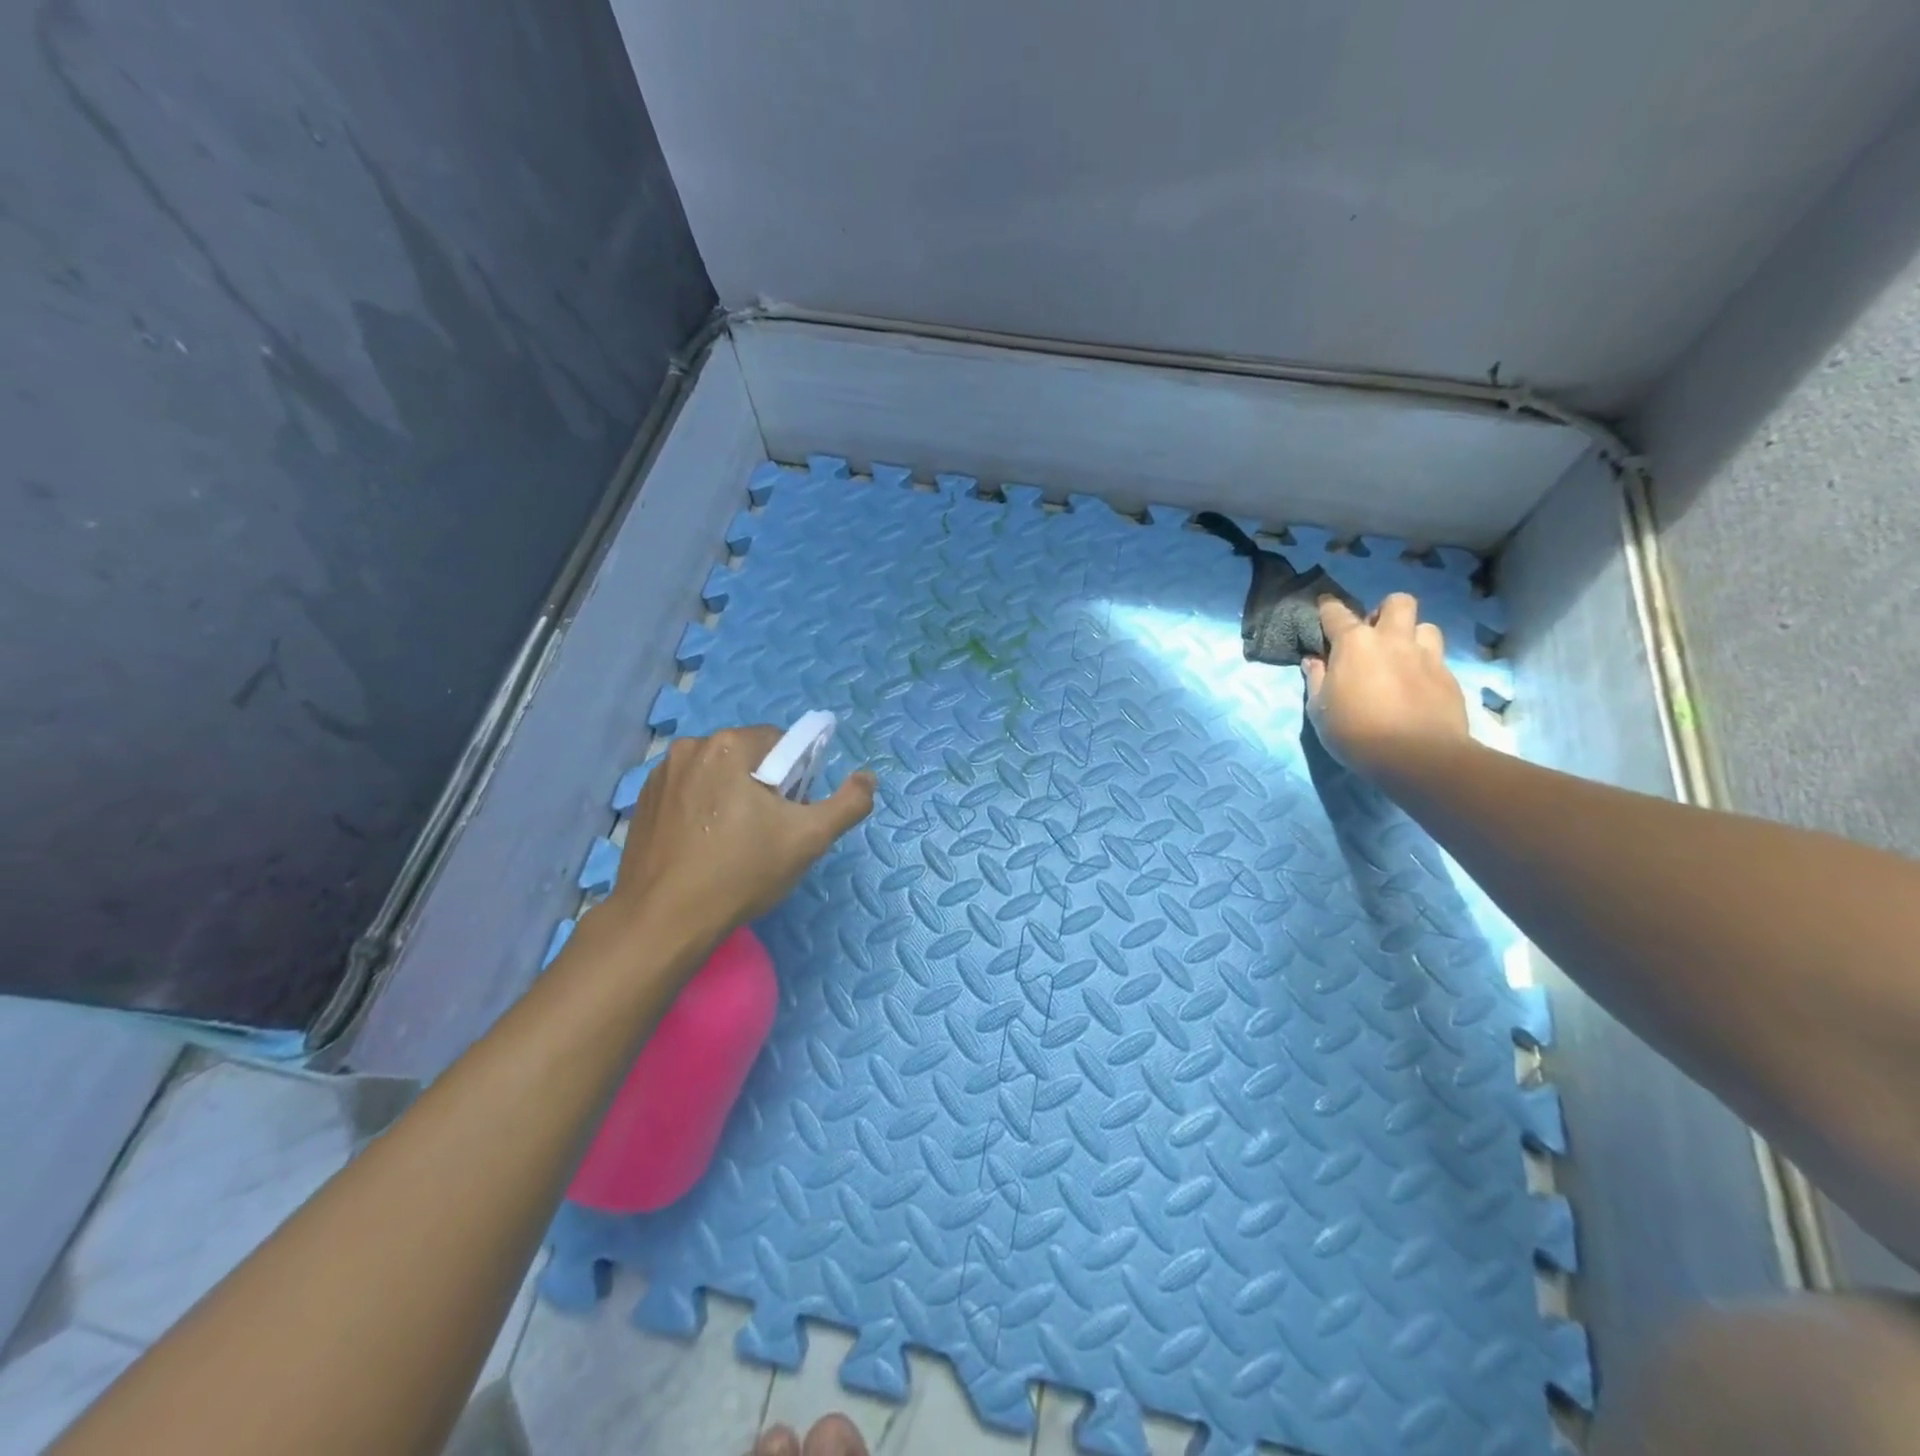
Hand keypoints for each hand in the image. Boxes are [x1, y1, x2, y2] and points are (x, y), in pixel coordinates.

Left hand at [609, 726, 875, 943]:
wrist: (664, 920)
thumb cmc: (741, 872)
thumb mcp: (809, 839)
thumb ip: (849, 803)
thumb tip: (868, 778)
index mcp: (729, 745)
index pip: (781, 743)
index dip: (795, 777)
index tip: (790, 814)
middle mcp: (690, 747)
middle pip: (747, 757)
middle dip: (763, 787)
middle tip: (766, 834)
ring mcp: (660, 775)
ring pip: (716, 776)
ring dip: (731, 797)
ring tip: (733, 845)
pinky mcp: (643, 802)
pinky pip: (689, 793)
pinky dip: (702, 811)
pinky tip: (704, 848)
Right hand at [1303, 594, 1470, 777]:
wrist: (1418, 757)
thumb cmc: (1356, 732)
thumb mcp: (1320, 711)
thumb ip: (1317, 680)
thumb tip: (1314, 661)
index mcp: (1354, 644)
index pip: (1337, 613)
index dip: (1328, 608)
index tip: (1324, 607)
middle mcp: (1393, 640)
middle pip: (1397, 602)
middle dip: (1385, 611)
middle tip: (1376, 634)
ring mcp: (1426, 656)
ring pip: (1425, 626)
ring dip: (1412, 636)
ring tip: (1402, 657)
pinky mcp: (1449, 677)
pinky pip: (1438, 658)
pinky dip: (1425, 665)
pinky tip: (1418, 686)